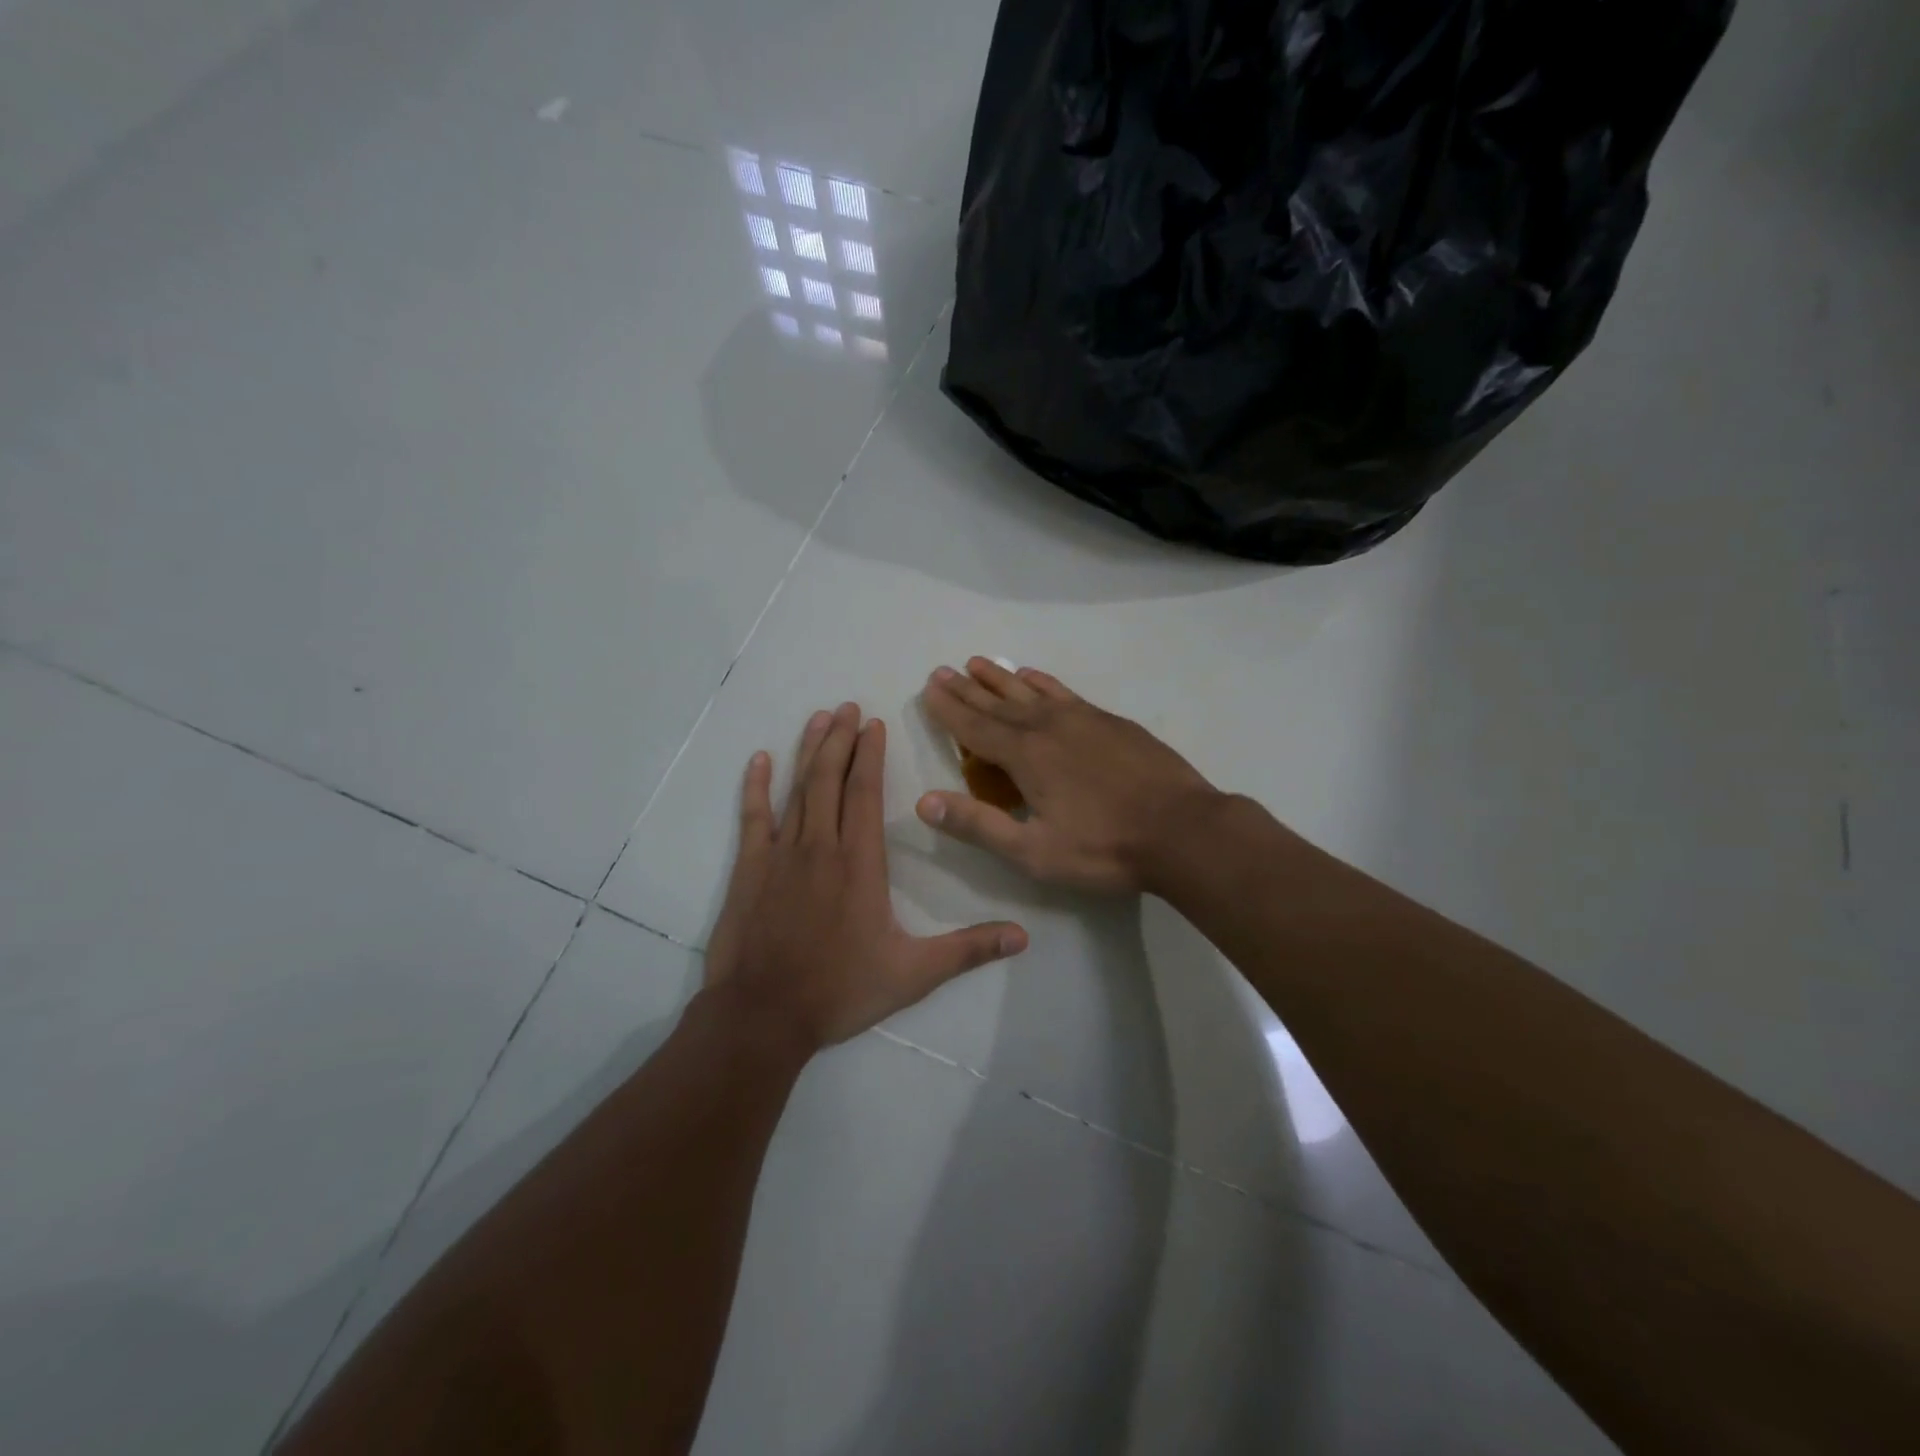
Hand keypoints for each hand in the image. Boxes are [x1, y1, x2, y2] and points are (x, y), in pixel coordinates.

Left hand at [704, 702, 1028, 1048]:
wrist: (762, 1016)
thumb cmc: (839, 991)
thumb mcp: (913, 974)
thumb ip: (967, 950)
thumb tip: (1022, 936)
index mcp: (859, 863)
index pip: (865, 793)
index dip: (870, 755)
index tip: (874, 724)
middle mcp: (820, 846)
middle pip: (830, 779)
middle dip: (841, 739)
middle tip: (847, 706)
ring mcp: (780, 855)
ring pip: (797, 789)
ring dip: (809, 751)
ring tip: (819, 718)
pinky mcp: (749, 869)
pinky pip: (753, 817)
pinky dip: (756, 786)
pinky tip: (759, 759)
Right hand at [917, 659, 1221, 894]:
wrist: (1183, 830)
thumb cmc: (1104, 848)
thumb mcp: (1034, 851)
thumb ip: (978, 825)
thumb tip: (924, 802)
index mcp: (1025, 756)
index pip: (974, 727)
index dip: (948, 709)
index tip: (928, 689)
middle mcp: (1048, 727)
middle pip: (997, 704)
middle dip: (967, 689)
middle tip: (943, 670)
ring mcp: (1083, 719)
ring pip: (1030, 692)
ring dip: (1000, 679)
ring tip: (978, 663)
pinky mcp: (1110, 721)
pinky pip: (1064, 693)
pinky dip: (1043, 682)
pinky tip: (1033, 677)